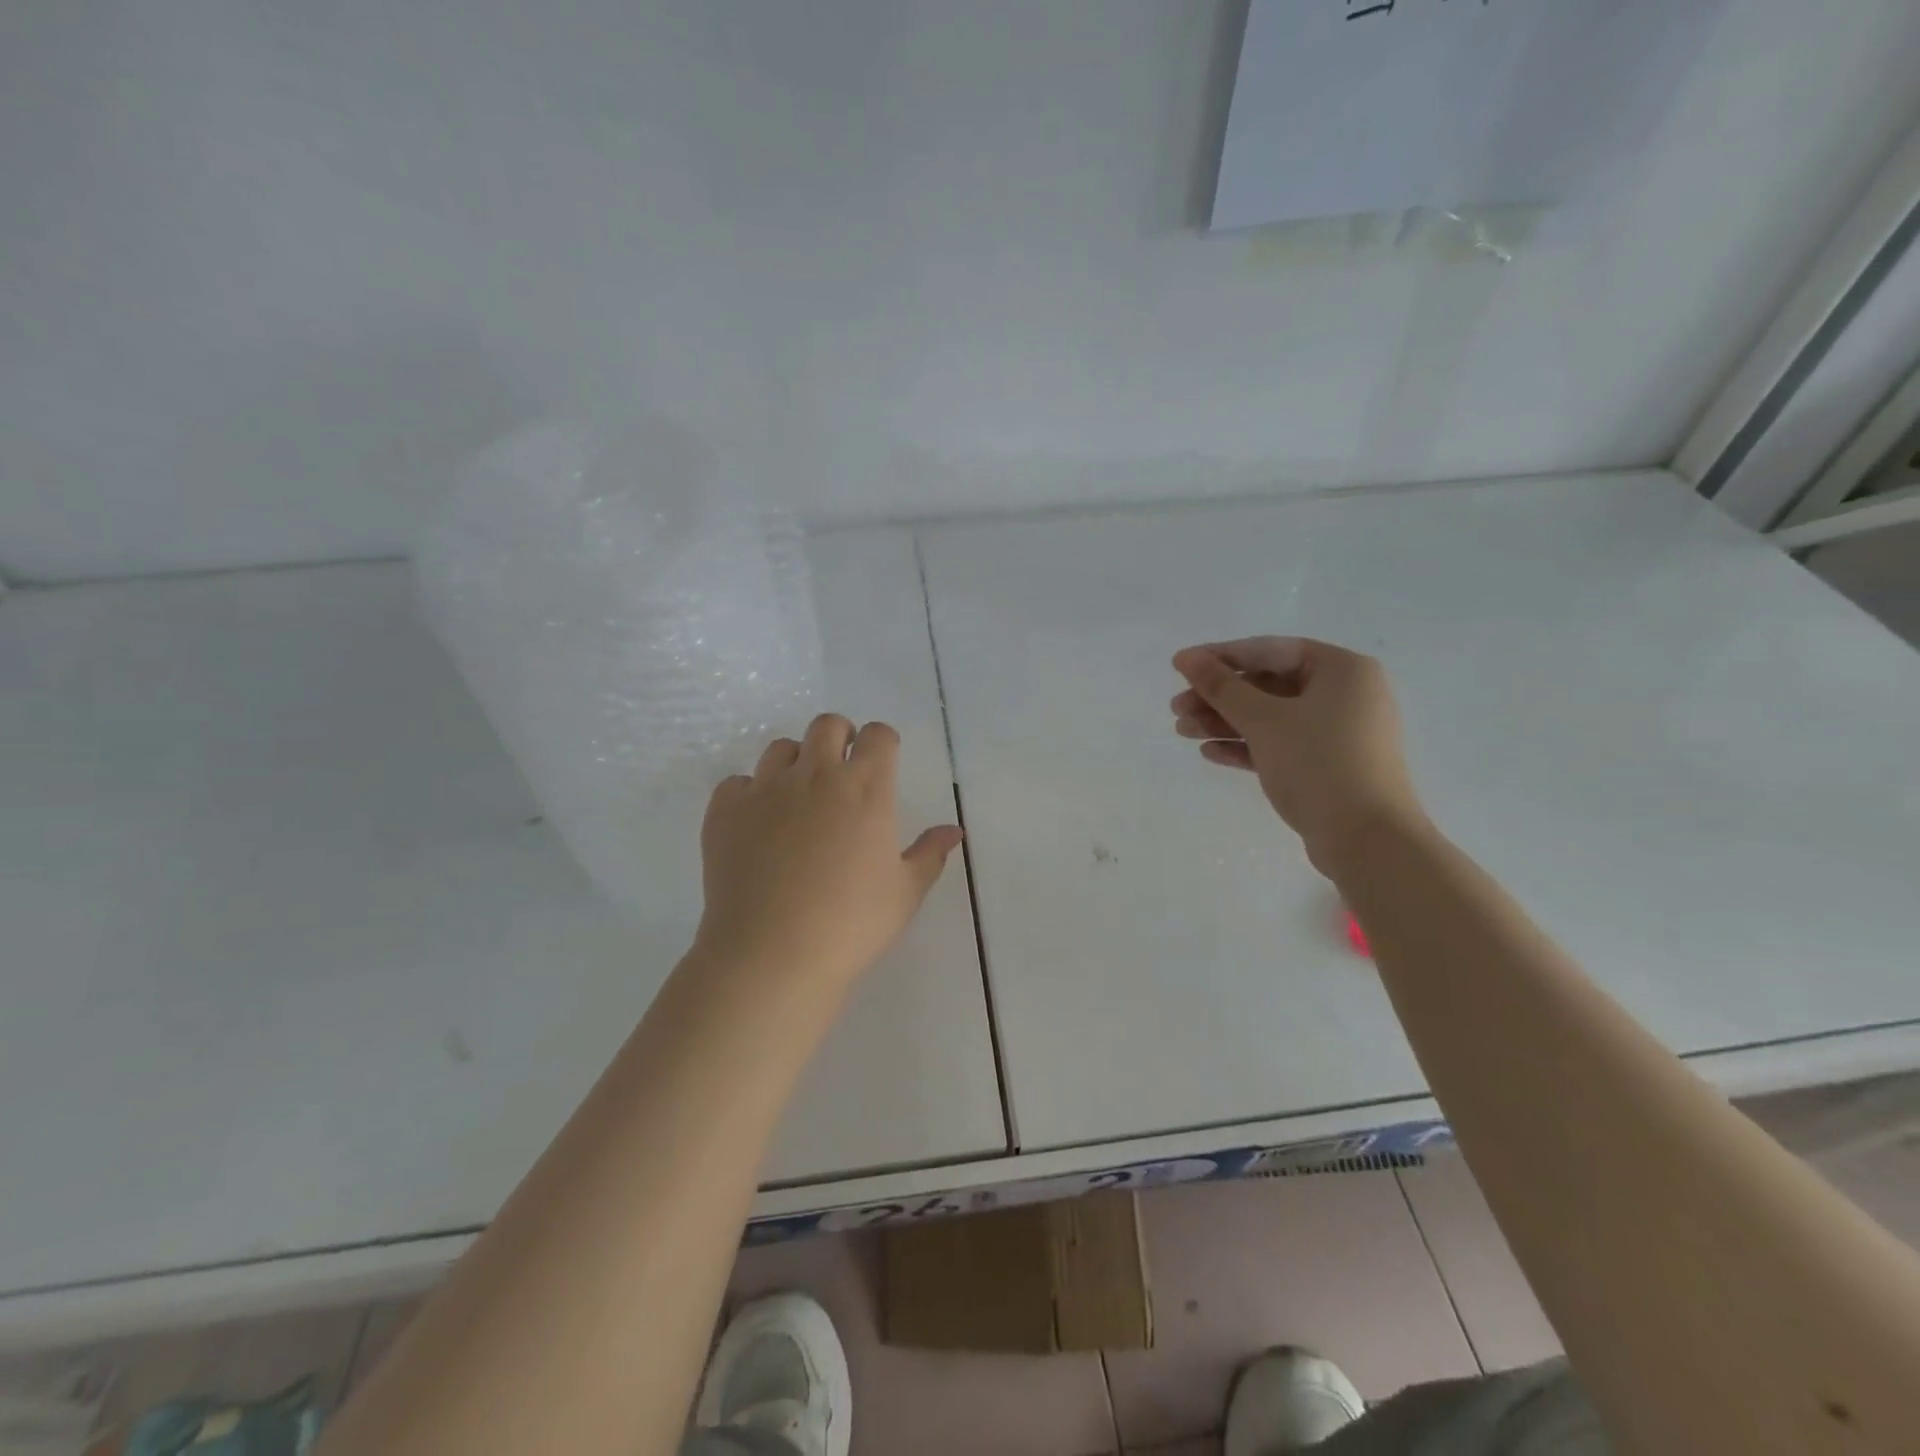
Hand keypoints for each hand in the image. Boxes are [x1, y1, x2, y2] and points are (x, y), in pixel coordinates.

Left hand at [694, 713, 962, 988]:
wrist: (772, 954)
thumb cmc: (851, 924)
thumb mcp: (905, 893)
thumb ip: (930, 854)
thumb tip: (953, 831)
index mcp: (866, 788)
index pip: (877, 735)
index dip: (882, 742)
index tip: (882, 762)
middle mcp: (815, 775)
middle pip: (827, 725)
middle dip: (839, 736)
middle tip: (842, 768)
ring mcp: (765, 789)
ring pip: (781, 748)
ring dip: (796, 761)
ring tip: (799, 796)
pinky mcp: (725, 811)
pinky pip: (737, 783)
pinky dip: (749, 793)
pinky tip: (757, 823)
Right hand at [1171, 637, 1426, 875]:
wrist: (1366, 840)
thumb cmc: (1318, 764)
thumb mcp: (1263, 720)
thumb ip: (1221, 686)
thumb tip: (1186, 658)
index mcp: (1342, 670)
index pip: (1270, 651)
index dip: (1221, 657)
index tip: (1180, 667)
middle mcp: (1344, 695)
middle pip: (1268, 686)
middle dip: (1218, 698)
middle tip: (1176, 709)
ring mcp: (1338, 733)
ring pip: (1271, 718)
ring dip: (1225, 723)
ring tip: (1183, 732)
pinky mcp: (1328, 766)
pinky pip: (1281, 745)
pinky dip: (1247, 747)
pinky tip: (1210, 753)